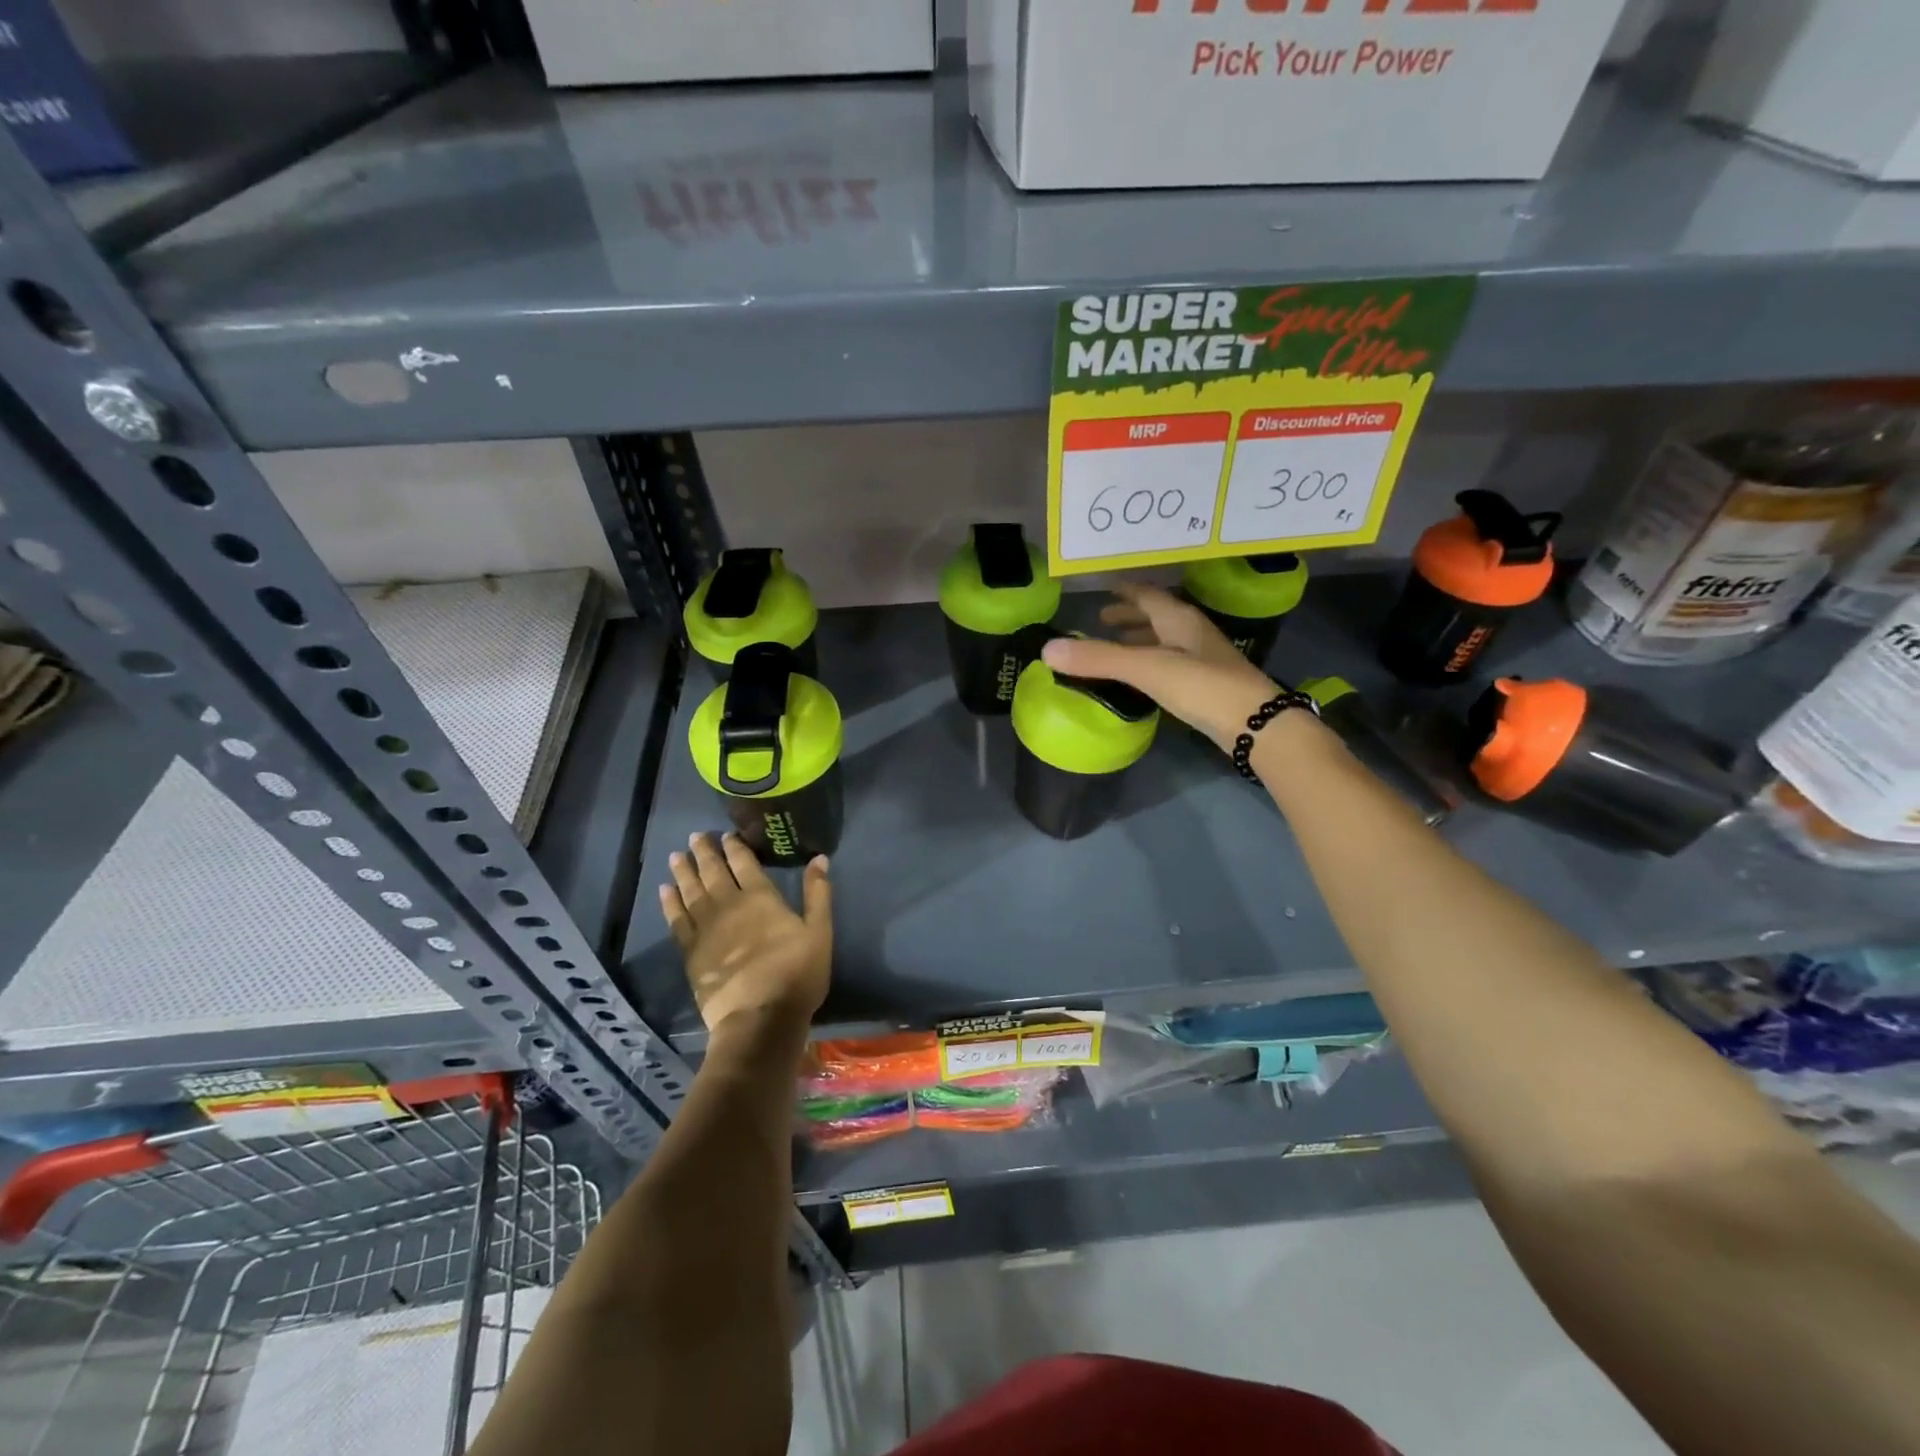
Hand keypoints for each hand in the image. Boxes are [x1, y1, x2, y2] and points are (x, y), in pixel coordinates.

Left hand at [659, 832, 830, 1033]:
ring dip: (684, 871)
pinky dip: (669, 903)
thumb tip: (819, 858)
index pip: (744, 863)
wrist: (759, 1017)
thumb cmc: (796, 974)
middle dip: (705, 852)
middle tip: (695, 836)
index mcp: (761, 897)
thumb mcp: (820, 932)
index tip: (726, 834)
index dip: (735, 847)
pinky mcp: (691, 951)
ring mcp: (706, 928)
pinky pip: (676, 920)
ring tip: (676, 855)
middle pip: (713, 872)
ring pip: (691, 891)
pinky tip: (664, 891)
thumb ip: (818, 893)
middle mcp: (729, 905)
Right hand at [1041, 582, 1280, 750]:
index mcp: (1179, 619)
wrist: (1255, 725)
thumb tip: (1047, 650)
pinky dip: (1151, 662)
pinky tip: (1142, 678)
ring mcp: (1203, 659)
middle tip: (1103, 619)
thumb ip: (1098, 659)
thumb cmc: (1201, 686)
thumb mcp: (1145, 668)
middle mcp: (1192, 633)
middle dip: (1131, 615)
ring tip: (1117, 645)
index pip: (1147, 595)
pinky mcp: (1207, 685)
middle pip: (1158, 615)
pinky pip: (1171, 663)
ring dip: (1142, 639)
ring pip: (1166, 640)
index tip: (1103, 589)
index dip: (1124, 591)